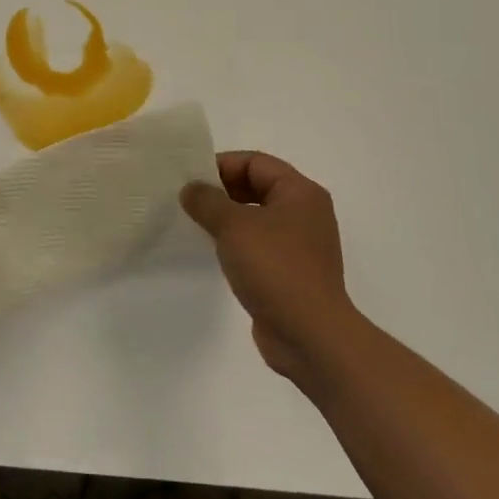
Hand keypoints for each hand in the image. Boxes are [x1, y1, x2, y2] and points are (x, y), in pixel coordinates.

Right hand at [181, 151, 356, 384]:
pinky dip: (237, 241)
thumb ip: (207, 201)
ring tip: (196, 224)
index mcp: (300, 192)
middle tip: (189, 200)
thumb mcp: (233, 226)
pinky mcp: (292, 270)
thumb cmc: (275, 268)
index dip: (221, 165)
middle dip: (221, 190)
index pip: (255, 162)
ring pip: (256, 216)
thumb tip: (191, 189)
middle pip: (257, 186)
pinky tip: (214, 251)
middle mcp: (305, 213)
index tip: (190, 180)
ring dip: (227, 217)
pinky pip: (259, 243)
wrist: (310, 335)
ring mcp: (300, 244)